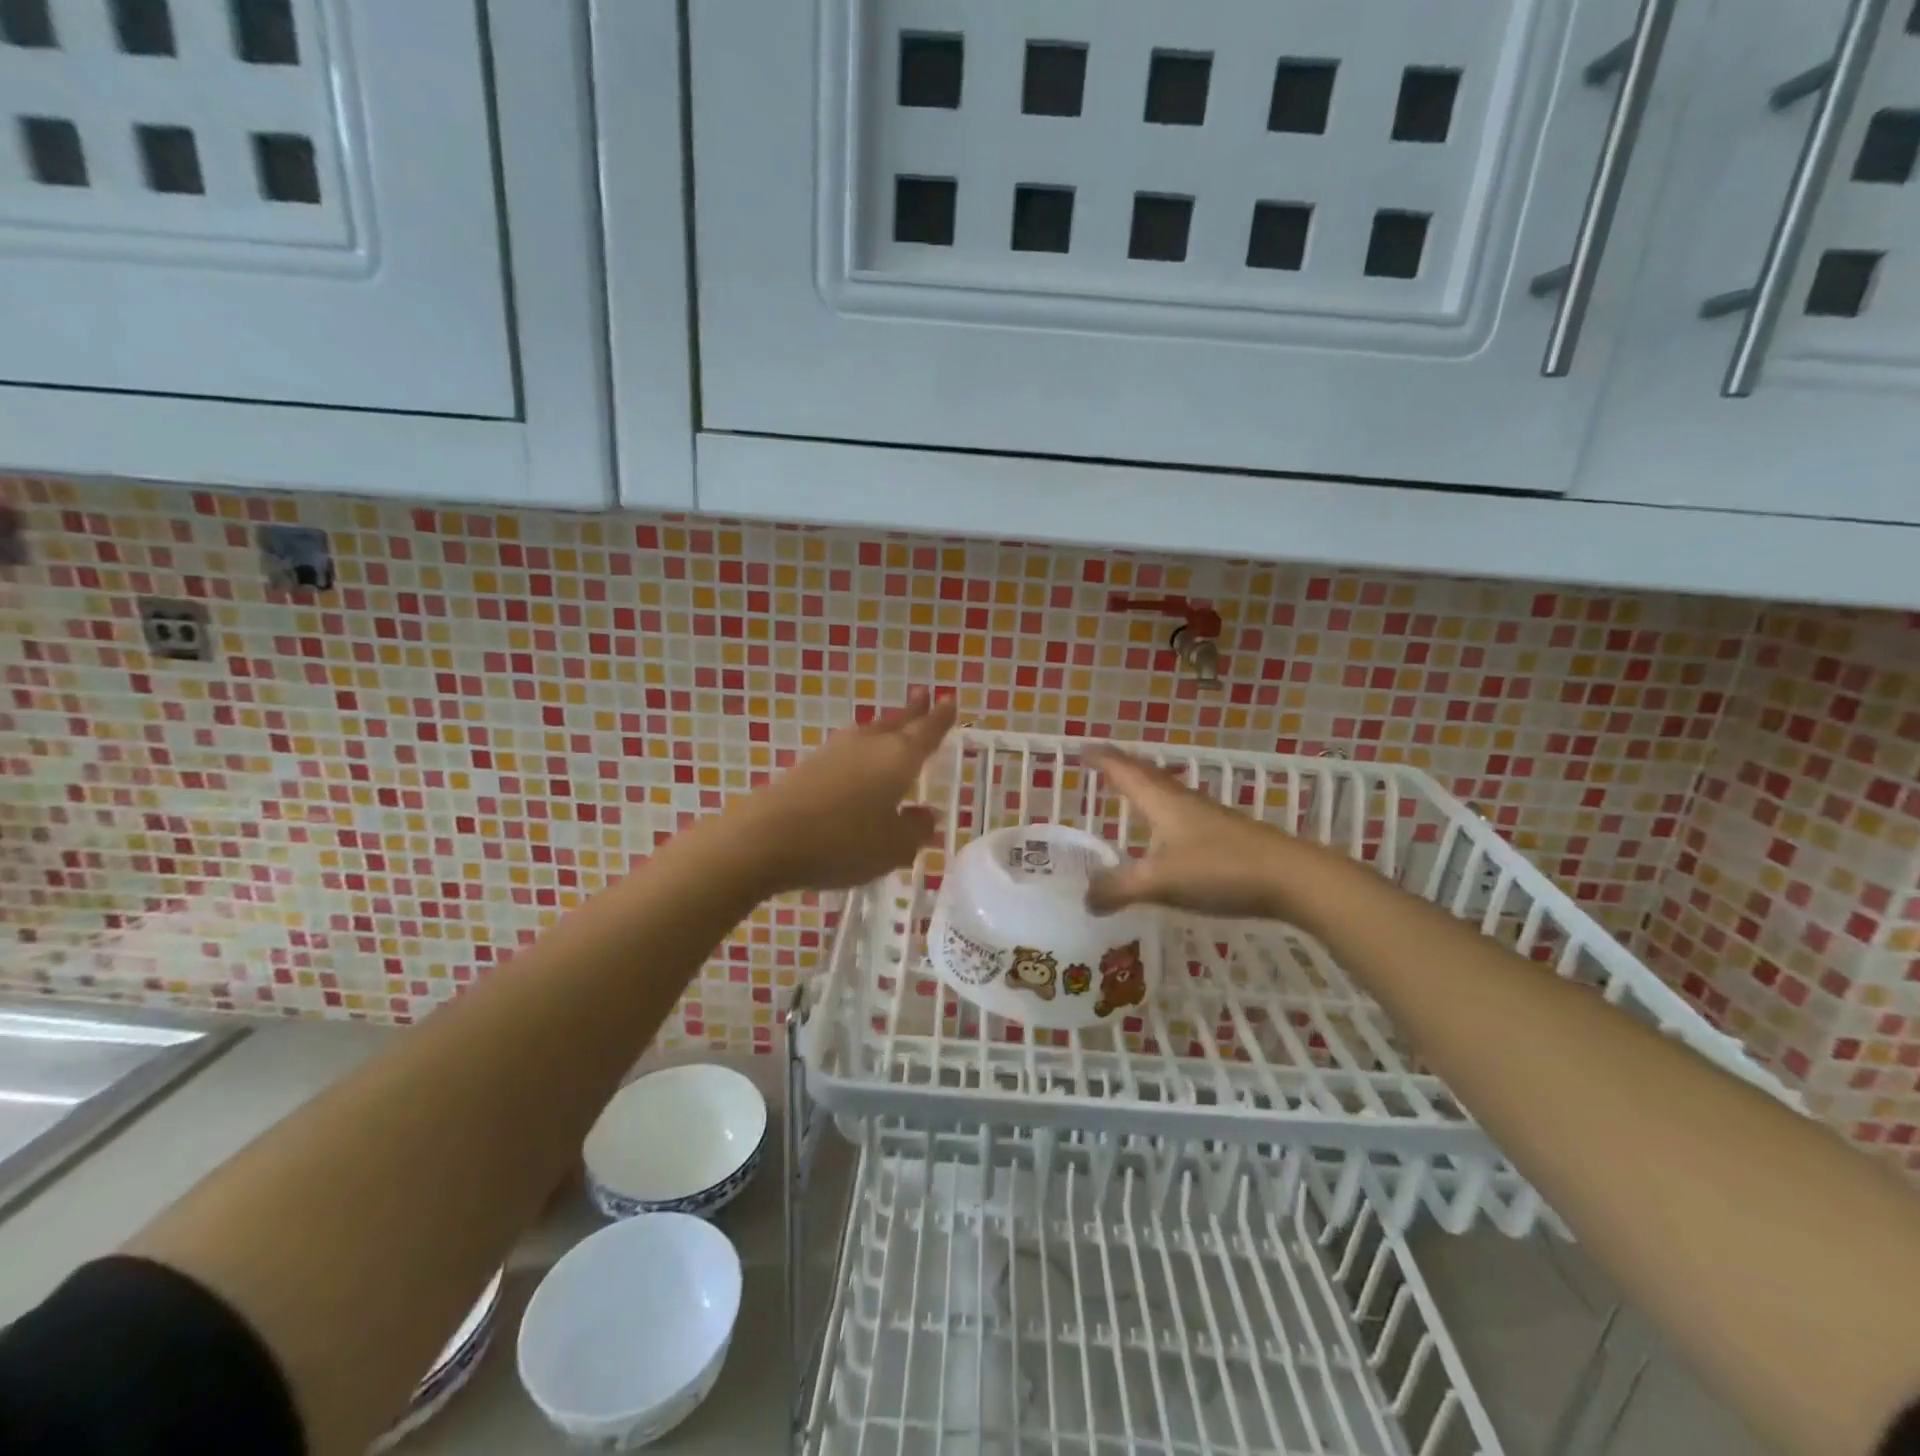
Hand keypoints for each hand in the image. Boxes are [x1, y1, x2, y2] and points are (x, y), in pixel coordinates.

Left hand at [731, 690, 956, 894]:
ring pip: (870, 734)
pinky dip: (861, 752)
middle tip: (925, 695)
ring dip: (885, 727)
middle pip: (896, 723)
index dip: (940, 718)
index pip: (926, 732)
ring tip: (894, 726)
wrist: (767, 838)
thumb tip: (924, 816)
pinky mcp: (808, 767)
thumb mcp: (893, 847)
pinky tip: (858, 764)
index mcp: (897, 758)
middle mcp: (868, 746)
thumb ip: (915, 830)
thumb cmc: (843, 841)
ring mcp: (834, 753)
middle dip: (913, 712)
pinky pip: (847, 752)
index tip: (950, 699)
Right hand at [1083, 747, 1302, 920]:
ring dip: (1143, 786)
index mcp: (1161, 801)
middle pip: (1146, 774)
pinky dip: (1162, 811)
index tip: (1080, 749)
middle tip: (1099, 763)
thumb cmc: (1220, 869)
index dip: (1101, 759)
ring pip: (1166, 792)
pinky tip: (1166, 832)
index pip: (1124, 770)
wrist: (1292, 878)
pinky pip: (1181, 812)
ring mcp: (1207, 816)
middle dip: (1121, 766)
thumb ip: (1119, 889)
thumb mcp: (1160, 883)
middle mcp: (1182, 800)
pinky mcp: (1224, 833)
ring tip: (1128, 792)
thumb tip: (1085, 898)